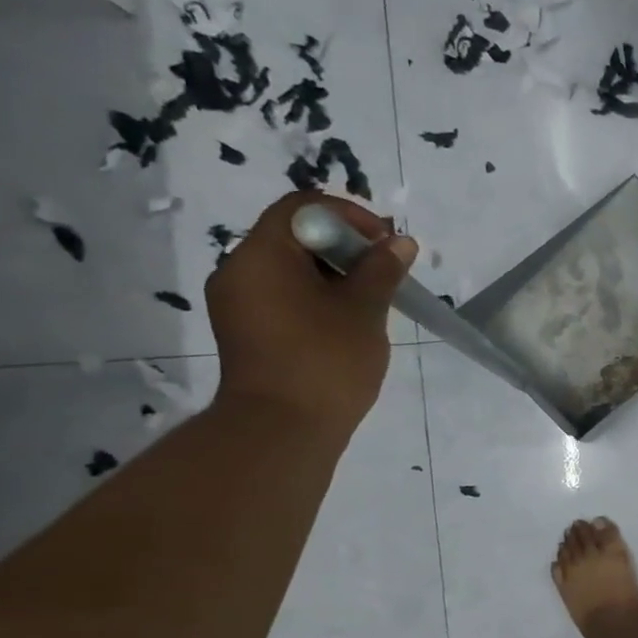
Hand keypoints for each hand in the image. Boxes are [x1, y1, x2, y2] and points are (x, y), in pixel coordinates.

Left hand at [206, 191, 416, 433]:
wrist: (282, 430)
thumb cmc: (325, 361)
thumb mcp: (364, 310)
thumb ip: (382, 269)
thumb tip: (400, 242)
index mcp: (262, 254)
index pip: (303, 207)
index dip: (349, 216)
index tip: (385, 242)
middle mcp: (239, 270)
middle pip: (294, 236)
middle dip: (345, 247)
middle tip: (385, 272)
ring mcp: (238, 303)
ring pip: (290, 269)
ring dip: (333, 275)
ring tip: (371, 301)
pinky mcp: (246, 331)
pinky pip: (282, 296)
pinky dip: (316, 298)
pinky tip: (346, 324)